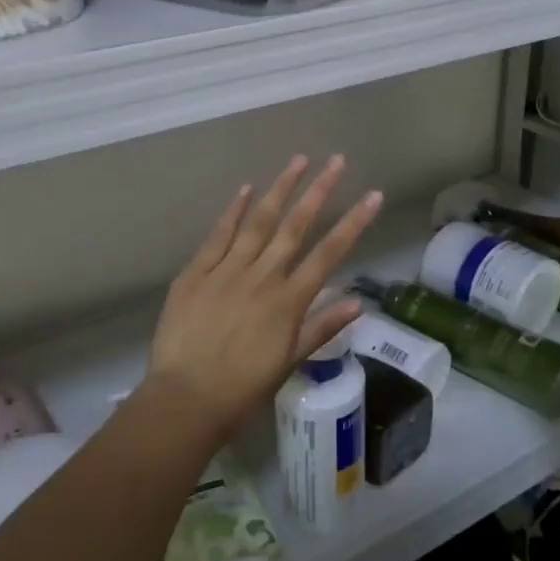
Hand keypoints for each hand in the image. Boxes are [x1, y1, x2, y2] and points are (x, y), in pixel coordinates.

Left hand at [146, 155, 382, 441]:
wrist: (186, 399)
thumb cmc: (243, 388)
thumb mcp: (290, 361)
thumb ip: (322, 327)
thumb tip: (358, 300)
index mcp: (288, 301)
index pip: (329, 253)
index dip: (354, 223)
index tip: (372, 195)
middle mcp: (262, 277)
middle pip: (295, 226)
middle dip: (319, 191)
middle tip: (336, 160)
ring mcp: (227, 270)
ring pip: (259, 222)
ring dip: (280, 189)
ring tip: (298, 161)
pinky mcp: (196, 272)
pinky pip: (218, 235)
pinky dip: (233, 210)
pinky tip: (246, 188)